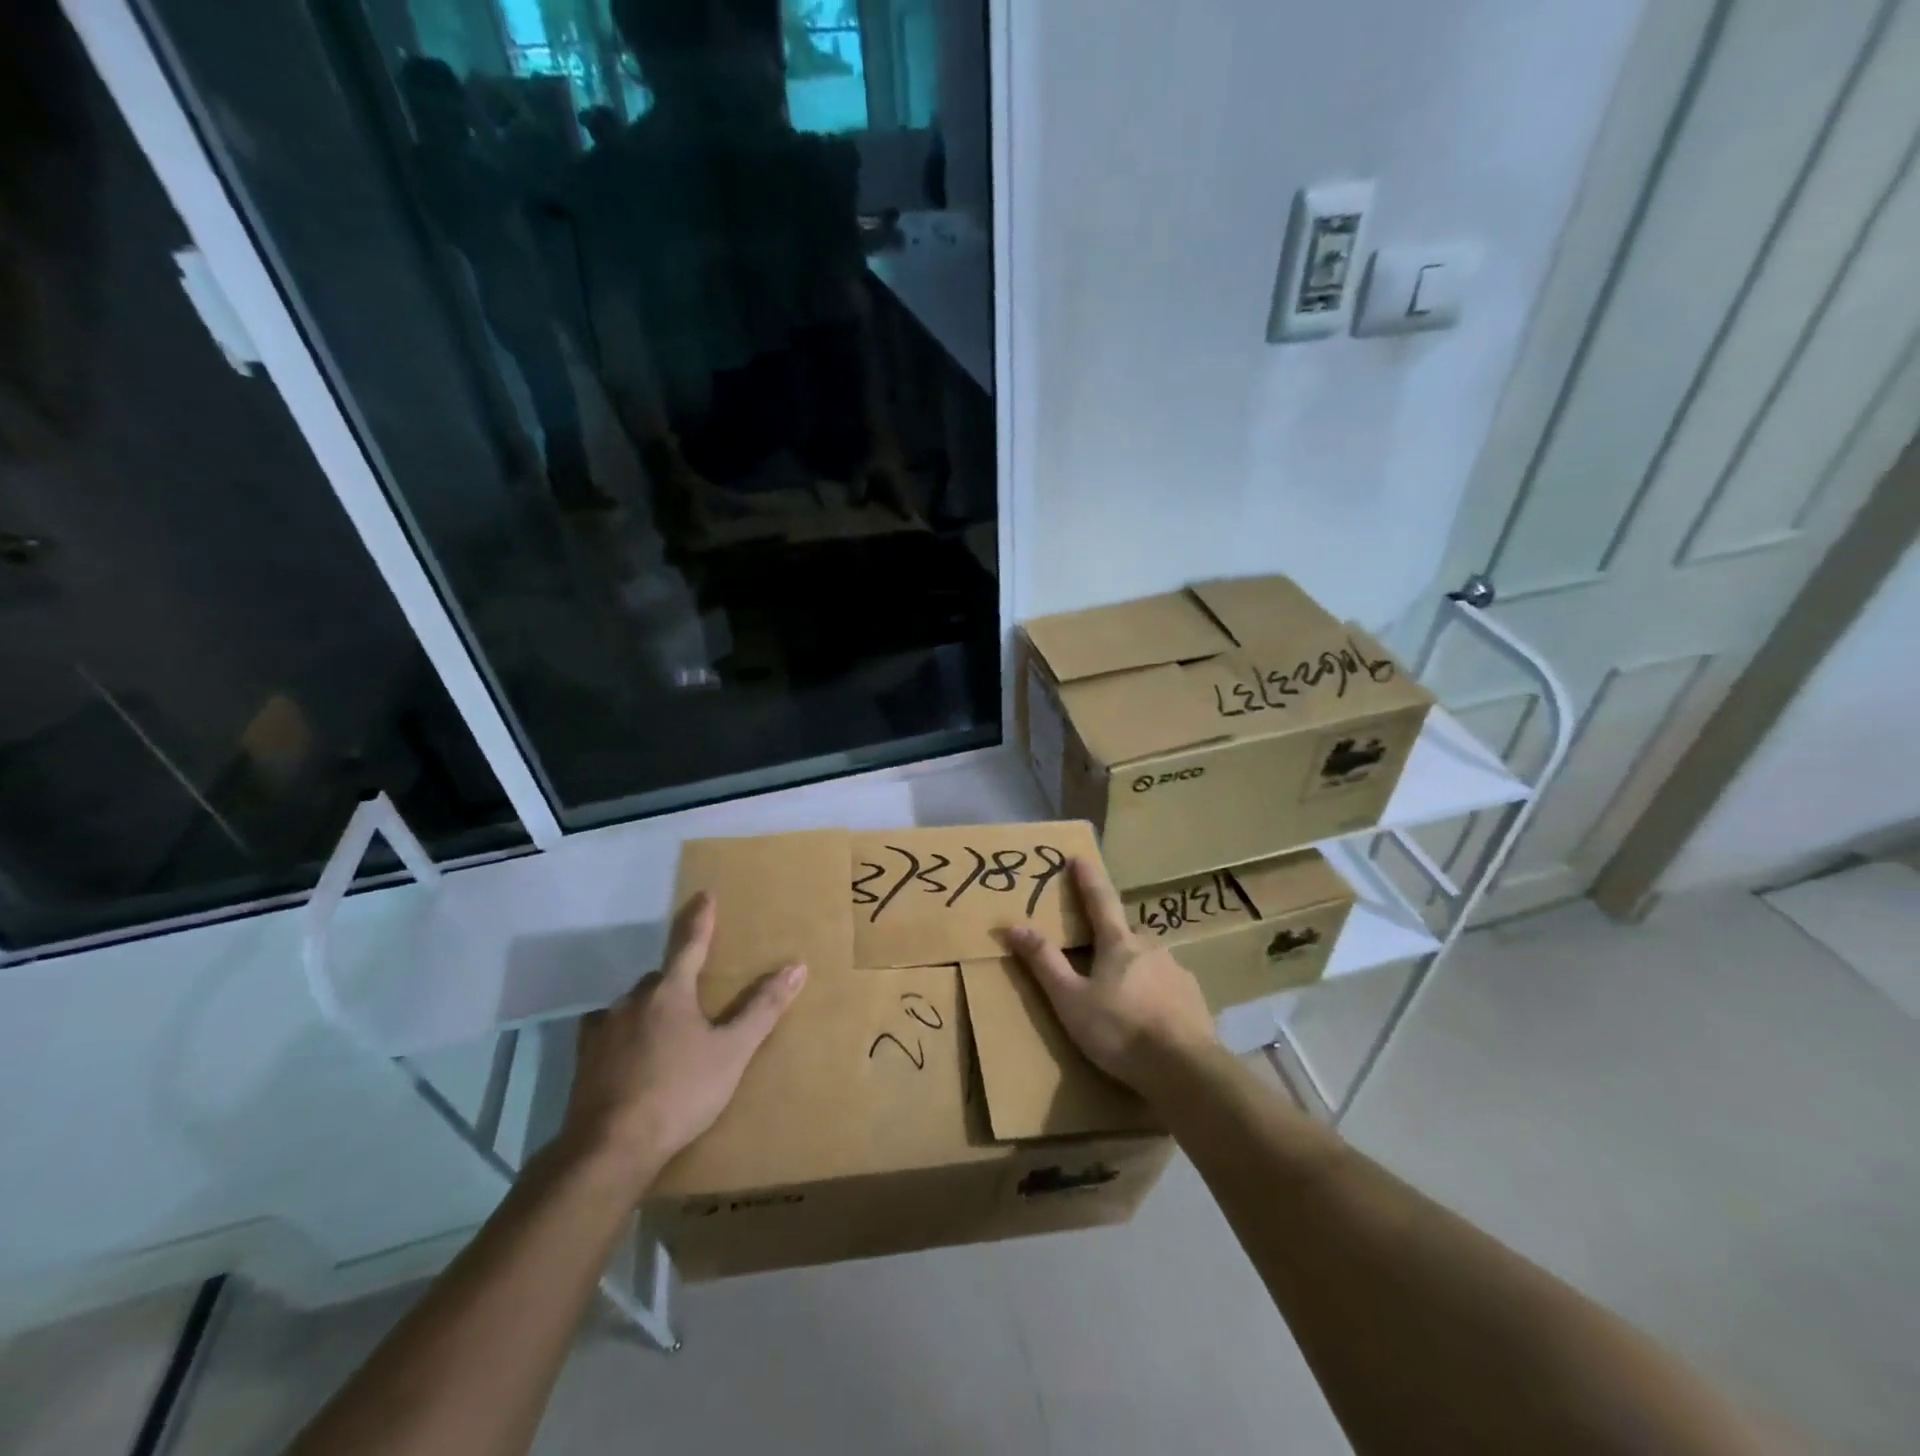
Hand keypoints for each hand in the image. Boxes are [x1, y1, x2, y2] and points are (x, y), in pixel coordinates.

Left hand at [561, 892, 806, 1189]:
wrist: (611, 1149)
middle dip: (677, 981)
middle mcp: (633, 1001)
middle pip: (660, 979)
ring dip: (650, 1010)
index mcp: (670, 992)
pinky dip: (622, 1035)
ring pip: (633, 1006)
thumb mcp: (733, 1052)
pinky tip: (628, 1055)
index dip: (701, 919)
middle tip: (695, 999)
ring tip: (666, 1034)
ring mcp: (603, 1030)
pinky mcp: (584, 1060)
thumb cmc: (680, 1093)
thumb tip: (796, 966)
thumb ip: (763, 1008)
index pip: (690, 944)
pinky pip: (607, 1033)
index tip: (704, 895)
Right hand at [1003, 857, 1217, 1092]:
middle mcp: (1150, 947)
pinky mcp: (1193, 998)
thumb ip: (1044, 962)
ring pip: (1147, 959)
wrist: (1185, 1069)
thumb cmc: (1119, 1029)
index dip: (1087, 878)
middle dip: (1109, 935)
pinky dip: (1154, 991)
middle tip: (1095, 949)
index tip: (1079, 857)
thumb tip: (1014, 926)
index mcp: (1118, 943)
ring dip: (1133, 966)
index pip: (1099, 899)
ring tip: (1121, 992)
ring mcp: (1176, 971)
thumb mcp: (1070, 999)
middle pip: (1125, 932)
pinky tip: (1149, 1015)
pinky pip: (1166, 985)